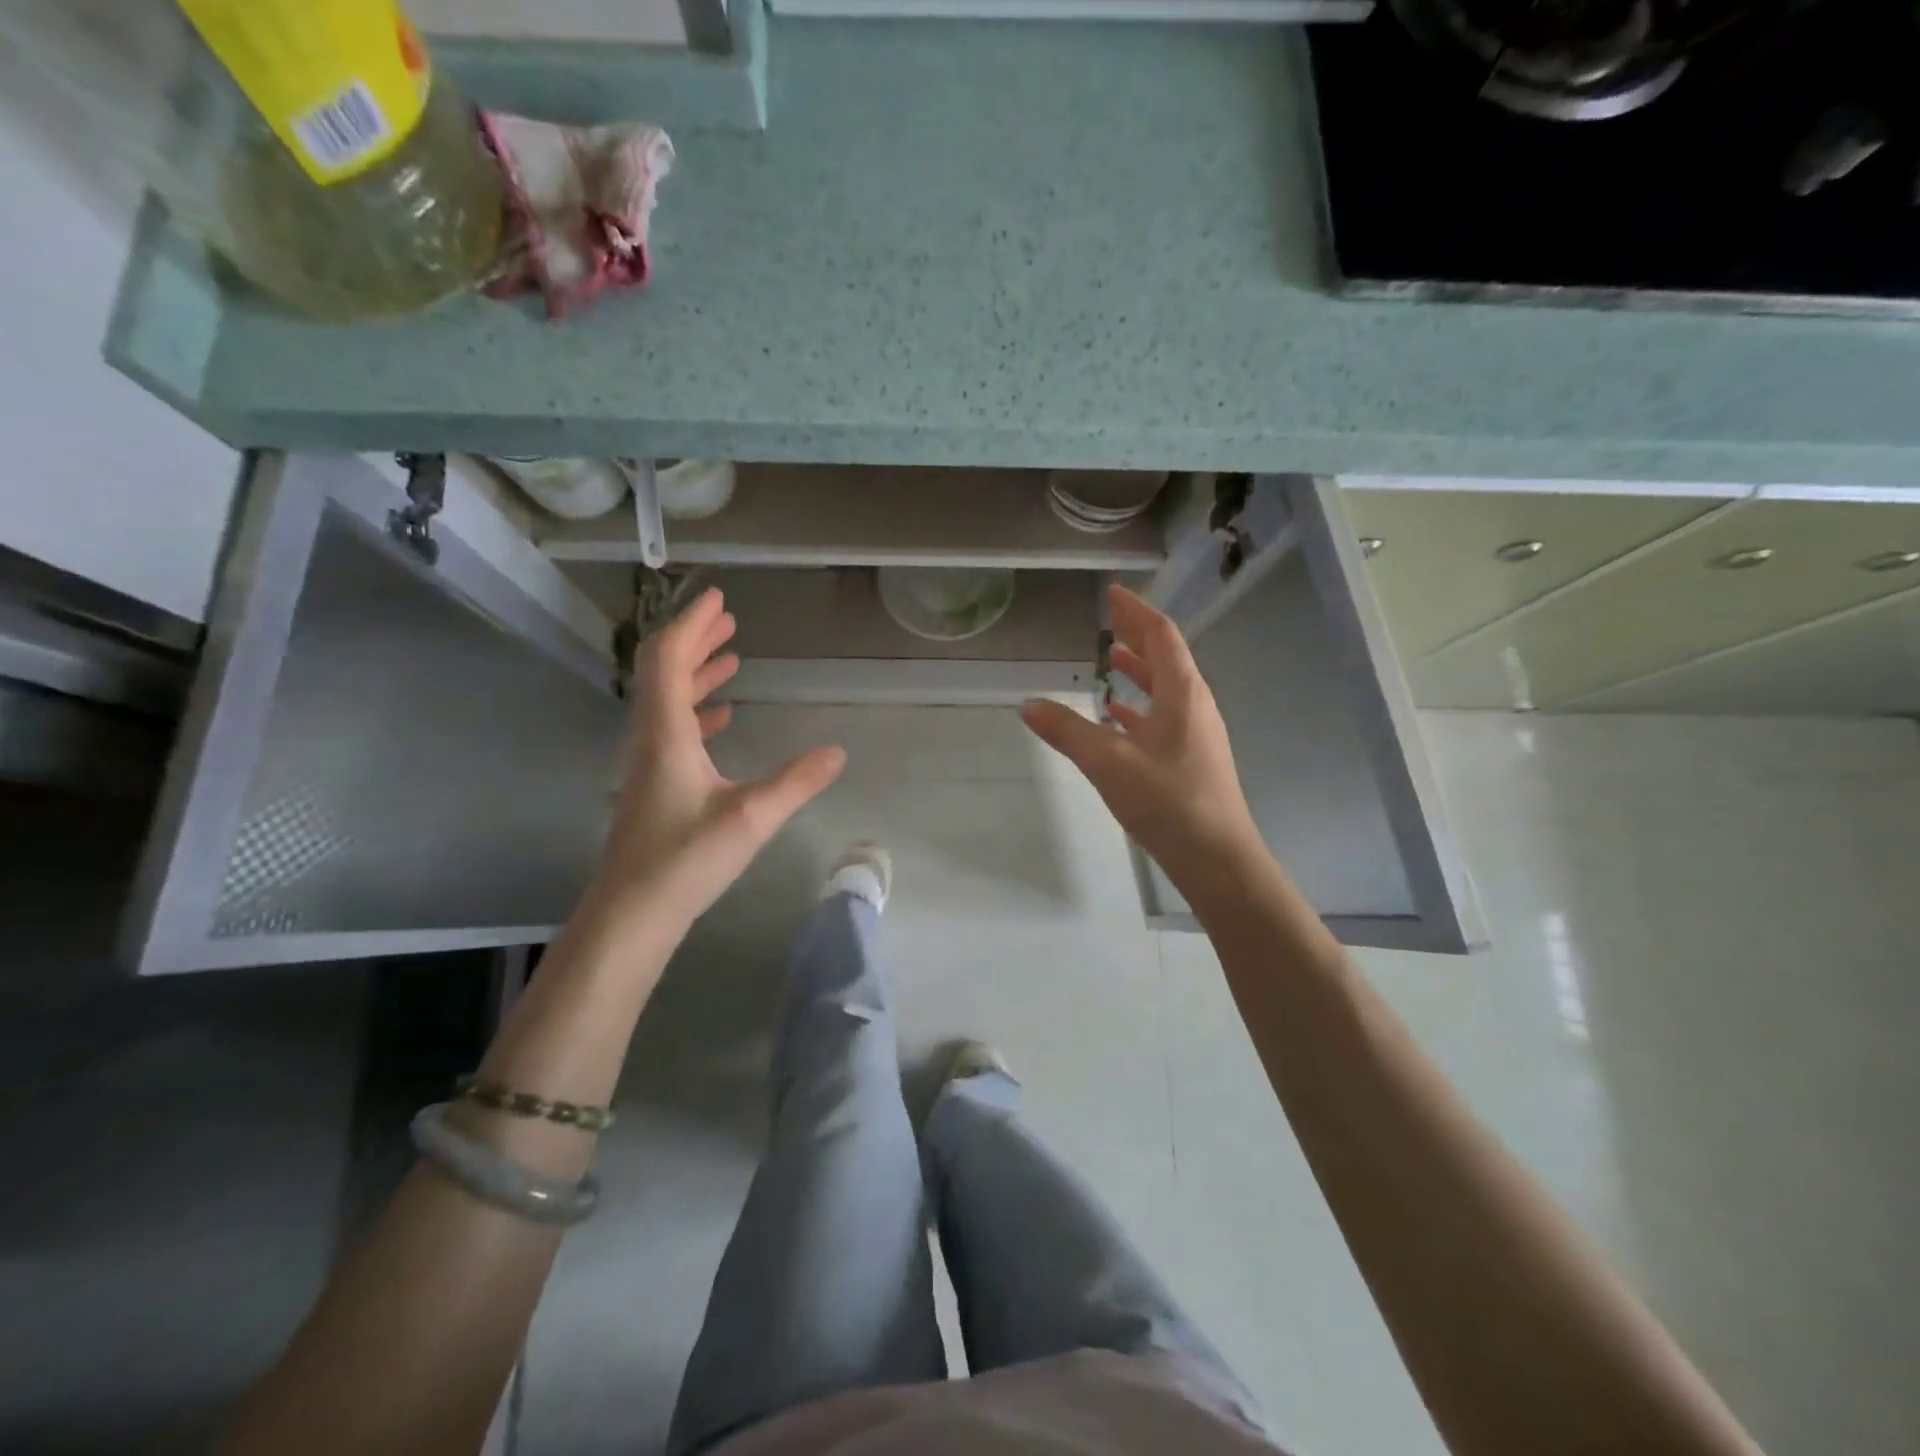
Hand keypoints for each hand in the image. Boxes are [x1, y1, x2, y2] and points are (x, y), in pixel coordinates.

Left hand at [591, 588, 845, 931]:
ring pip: (668, 701)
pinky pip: (673, 729)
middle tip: (728, 619)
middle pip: (664, 672)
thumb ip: (796, 782)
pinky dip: (696, 710)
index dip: (691, 624)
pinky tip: (721, 718)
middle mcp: (650, 738)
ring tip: (732, 657)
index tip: (718, 598)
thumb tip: (838, 753)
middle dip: (695, 641)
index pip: (670, 660)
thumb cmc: (687, 859)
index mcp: (666, 733)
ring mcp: (648, 762)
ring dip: (697, 673)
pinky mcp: (654, 784)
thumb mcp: (752, 817)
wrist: (633, 913)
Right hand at [1021, 585, 1264, 911]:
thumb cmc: (1168, 801)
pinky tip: (1117, 718)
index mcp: (1183, 693)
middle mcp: (1195, 705)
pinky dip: (1139, 708)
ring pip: (1165, 689)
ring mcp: (1196, 734)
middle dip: (1137, 635)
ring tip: (1111, 659)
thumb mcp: (1109, 763)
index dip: (1136, 611)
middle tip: (1109, 619)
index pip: (1161, 635)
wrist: (1217, 858)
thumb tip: (1028, 704)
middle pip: (1166, 657)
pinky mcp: (1191, 760)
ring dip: (1139, 670)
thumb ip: (1067, 731)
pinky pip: (1163, 718)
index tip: (1113, 593)